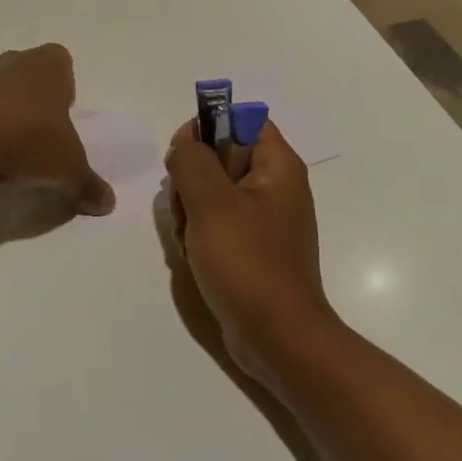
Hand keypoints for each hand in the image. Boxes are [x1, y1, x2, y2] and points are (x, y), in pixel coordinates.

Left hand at [0, 45, 114, 216]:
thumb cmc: (30, 140)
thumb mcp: (69, 169)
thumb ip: (88, 185)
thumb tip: (108, 203)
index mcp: (48, 64)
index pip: (62, 64)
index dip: (64, 91)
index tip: (61, 122)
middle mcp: (13, 60)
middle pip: (28, 77)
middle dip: (33, 103)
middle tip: (38, 139)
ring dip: (2, 114)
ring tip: (7, 153)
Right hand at [164, 118, 338, 389]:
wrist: (278, 340)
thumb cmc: (248, 263)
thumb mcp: (211, 203)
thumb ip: (192, 160)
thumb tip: (185, 144)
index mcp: (278, 166)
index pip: (241, 120)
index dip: (208, 127)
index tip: (183, 154)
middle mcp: (275, 187)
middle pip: (221, 155)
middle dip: (193, 177)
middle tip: (186, 206)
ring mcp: (264, 220)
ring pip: (213, 192)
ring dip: (191, 209)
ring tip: (191, 238)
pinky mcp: (252, 248)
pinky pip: (217, 223)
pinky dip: (200, 234)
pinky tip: (195, 256)